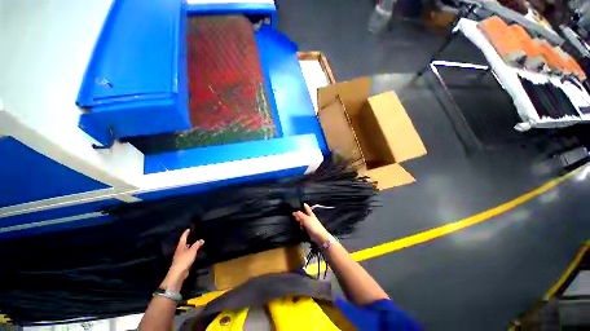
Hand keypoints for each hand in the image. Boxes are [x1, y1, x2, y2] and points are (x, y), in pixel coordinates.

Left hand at [160, 229, 203, 290]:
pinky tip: (196, 252)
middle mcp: (180, 250)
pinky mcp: (183, 261)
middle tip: (195, 235)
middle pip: (184, 243)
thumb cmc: (184, 259)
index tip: (189, 228)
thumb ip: (197, 244)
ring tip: (197, 242)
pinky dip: (192, 251)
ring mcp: (180, 256)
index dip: (186, 232)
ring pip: (186, 248)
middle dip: (189, 239)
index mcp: (181, 246)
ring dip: (191, 246)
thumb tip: (202, 239)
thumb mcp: (192, 250)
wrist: (178, 273)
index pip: (183, 237)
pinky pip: (188, 254)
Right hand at [293, 203, 331, 244]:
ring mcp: (309, 223)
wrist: (319, 237)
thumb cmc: (313, 226)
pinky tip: (298, 227)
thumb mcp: (306, 219)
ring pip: (302, 220)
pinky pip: (302, 226)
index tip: (295, 203)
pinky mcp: (308, 229)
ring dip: (299, 221)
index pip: (305, 206)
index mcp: (310, 213)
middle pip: (302, 213)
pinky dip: (300, 226)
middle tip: (293, 215)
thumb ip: (300, 215)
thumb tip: (293, 212)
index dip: (301, 204)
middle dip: (298, 214)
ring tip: (296, 222)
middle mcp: (309, 217)